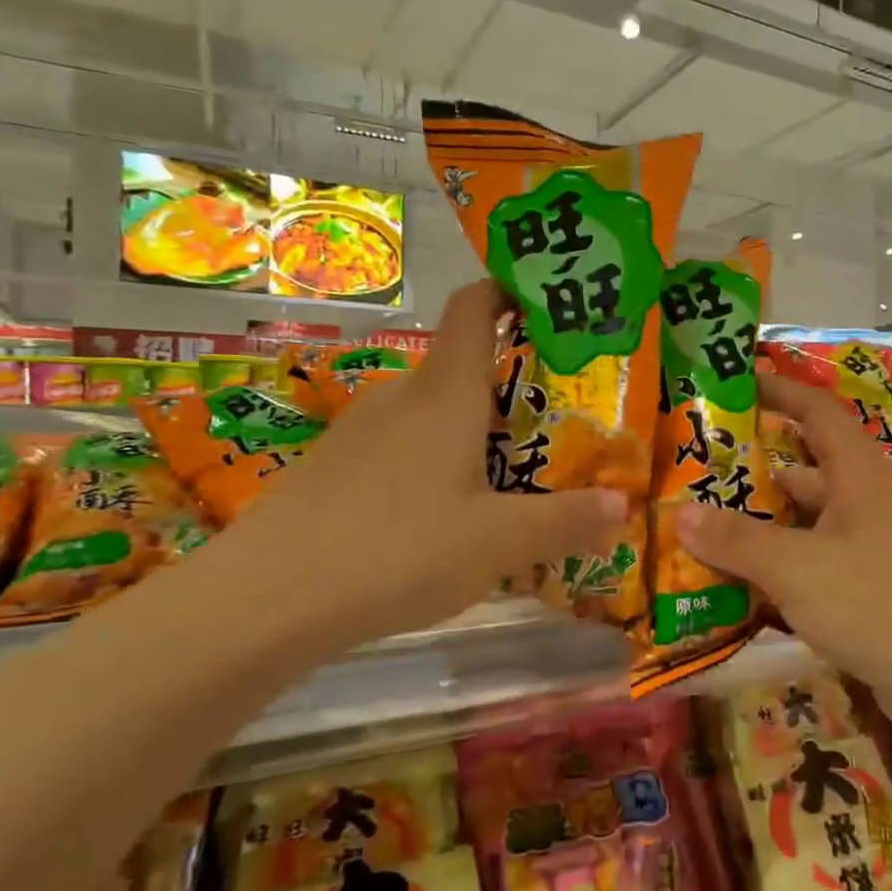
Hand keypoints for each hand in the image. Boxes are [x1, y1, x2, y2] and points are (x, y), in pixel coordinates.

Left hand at [190, 281, 625, 655]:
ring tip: (507, 476)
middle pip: (461, 368)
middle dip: (509, 385)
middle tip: (555, 420)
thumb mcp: (500, 542)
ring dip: (469, 432)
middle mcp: (401, 398)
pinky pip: (397, 450)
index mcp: (446, 394)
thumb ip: (567, 521)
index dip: (509, 291)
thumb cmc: (400, 549)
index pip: (476, 308)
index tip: (547, 304)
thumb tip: (623, 506)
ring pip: (429, 415)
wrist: (268, 599)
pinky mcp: (333, 469)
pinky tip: (440, 518)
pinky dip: (430, 465)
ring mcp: (359, 433)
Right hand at [679, 374, 891, 724]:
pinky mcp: (873, 590)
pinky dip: (781, 571)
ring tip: (703, 530)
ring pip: (807, 524)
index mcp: (859, 474)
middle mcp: (868, 501)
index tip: (735, 383)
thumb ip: (737, 540)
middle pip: (805, 471)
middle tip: (697, 473)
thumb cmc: (878, 603)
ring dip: (762, 527)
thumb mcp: (797, 567)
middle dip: (753, 469)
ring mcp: (873, 548)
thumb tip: (680, 514)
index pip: (816, 410)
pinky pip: (816, 566)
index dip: (778, 391)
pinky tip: (739, 589)